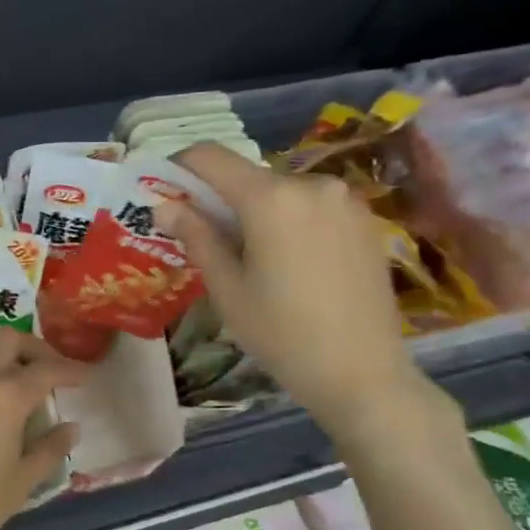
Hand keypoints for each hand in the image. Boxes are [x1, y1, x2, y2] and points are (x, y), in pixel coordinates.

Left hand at [0, 329, 86, 529]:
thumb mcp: (20, 484)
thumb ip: (50, 449)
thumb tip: (70, 426)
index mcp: (5, 397)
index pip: (47, 370)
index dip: (70, 370)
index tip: (84, 376)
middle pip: (8, 339)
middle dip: (33, 349)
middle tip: (44, 370)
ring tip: (3, 371)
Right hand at [156, 142, 436, 440]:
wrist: (362, 373)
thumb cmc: (281, 333)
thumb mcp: (227, 288)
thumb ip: (196, 236)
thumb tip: (163, 206)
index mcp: (270, 198)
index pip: (210, 156)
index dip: (180, 167)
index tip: (166, 193)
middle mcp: (311, 184)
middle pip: (248, 175)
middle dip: (220, 198)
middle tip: (206, 238)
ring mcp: (345, 200)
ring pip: (281, 190)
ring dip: (257, 210)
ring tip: (252, 257)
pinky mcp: (365, 219)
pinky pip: (312, 205)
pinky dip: (290, 220)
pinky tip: (291, 262)